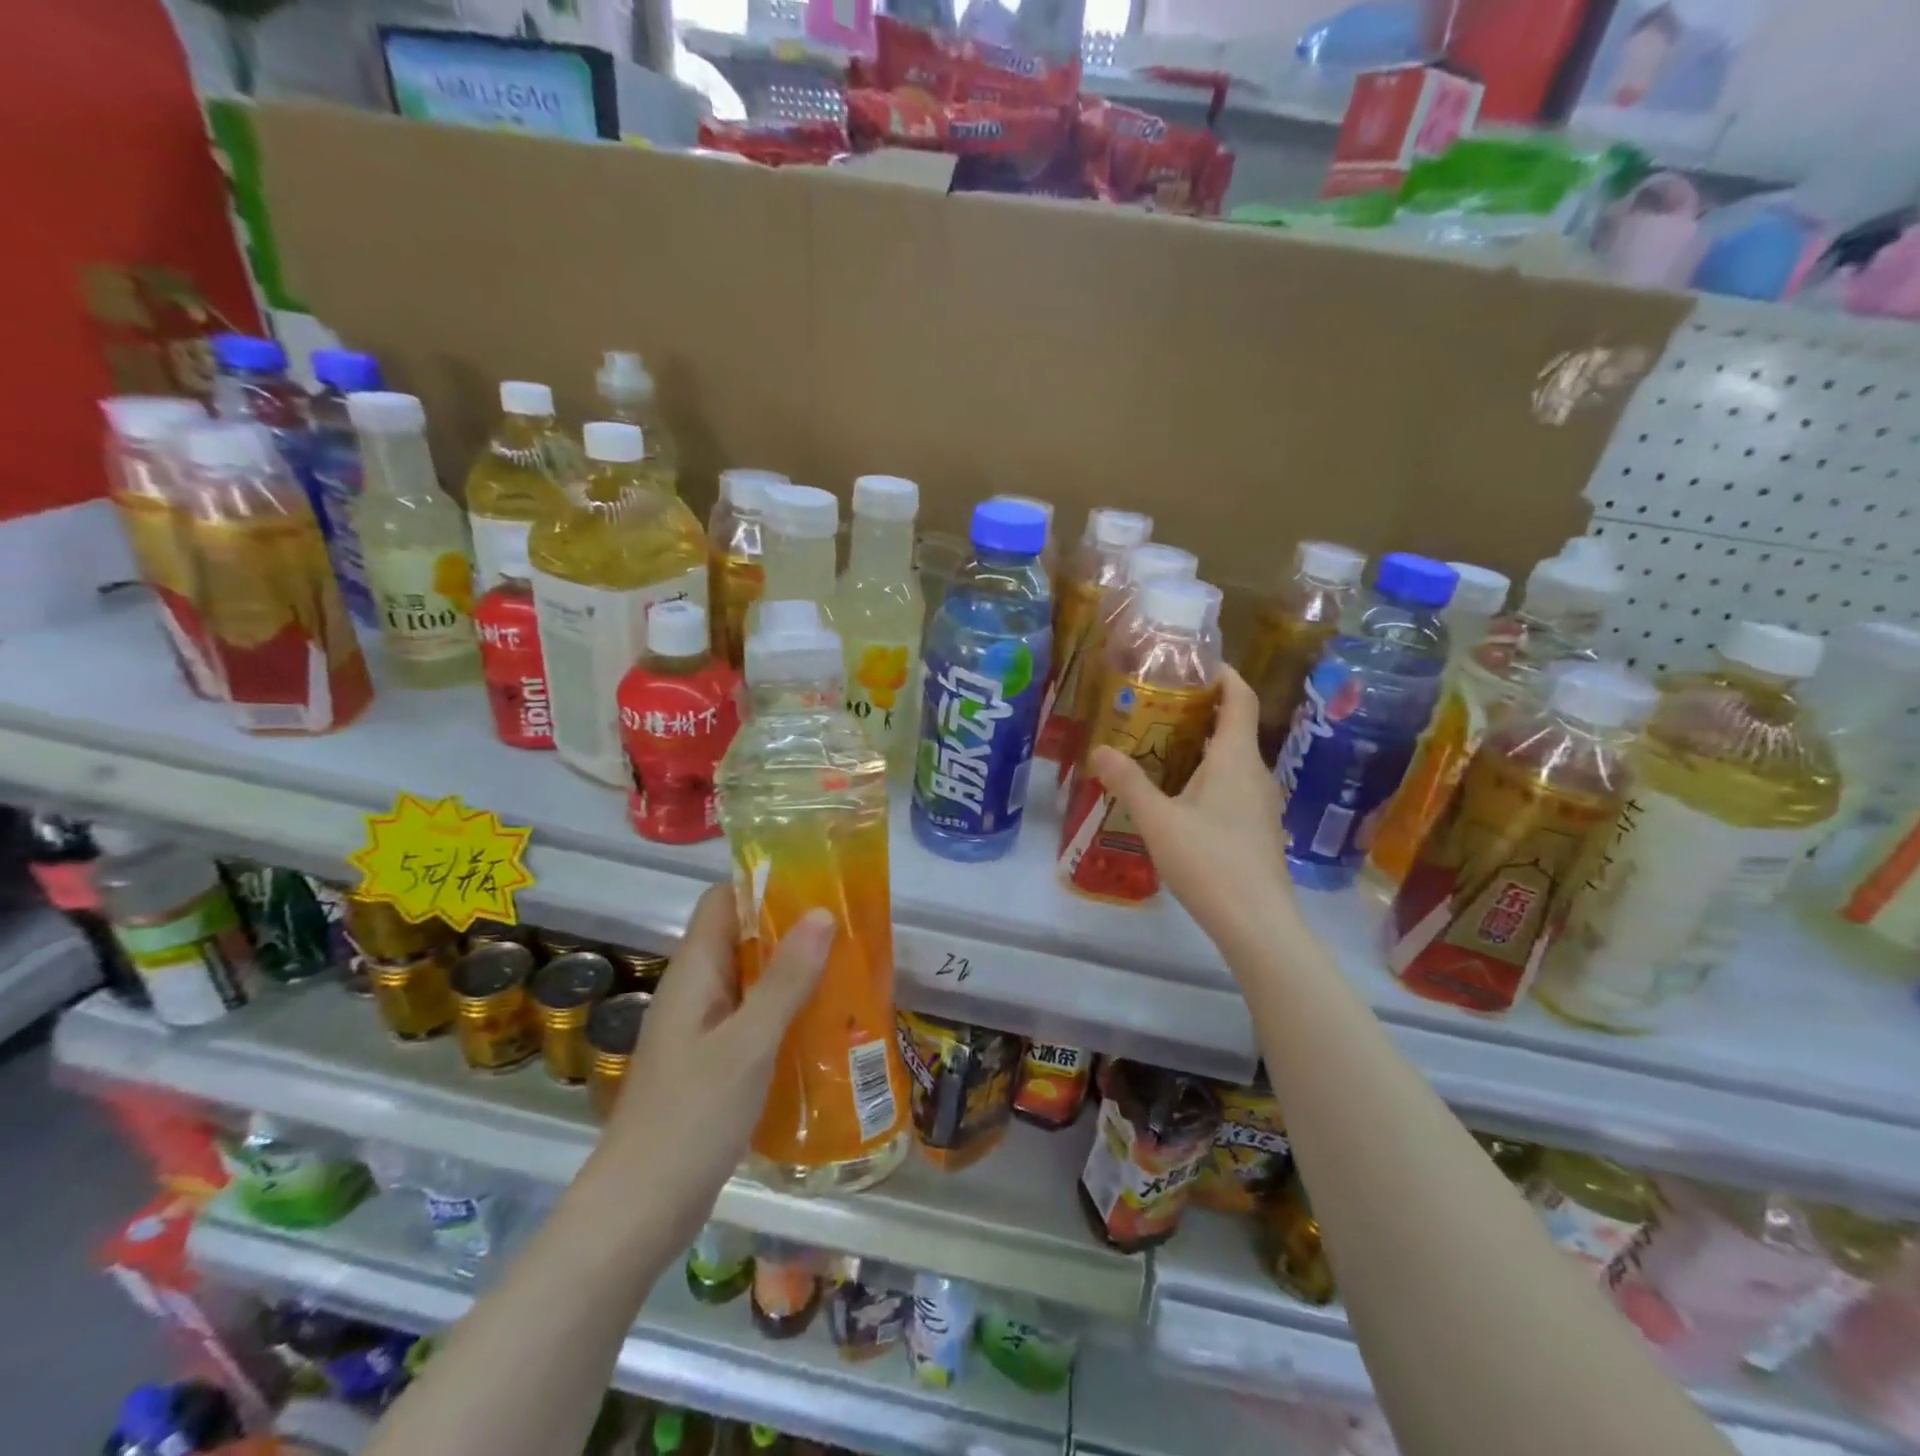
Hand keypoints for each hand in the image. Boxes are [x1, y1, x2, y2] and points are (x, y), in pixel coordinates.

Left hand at [586, 885, 831, 1249]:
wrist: (638, 1212)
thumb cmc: (690, 1117)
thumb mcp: (748, 1044)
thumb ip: (785, 979)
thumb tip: (822, 912)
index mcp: (694, 972)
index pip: (723, 900)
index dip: (763, 883)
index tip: (816, 881)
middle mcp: (695, 991)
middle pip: (741, 936)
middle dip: (791, 926)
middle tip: (848, 925)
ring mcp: (701, 1029)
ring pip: (751, 979)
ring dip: (793, 970)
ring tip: (848, 966)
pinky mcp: (711, 1063)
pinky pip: (752, 1018)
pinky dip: (785, 1011)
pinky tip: (823, 1023)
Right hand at [1091, 666, 1296, 952]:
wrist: (1257, 923)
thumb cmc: (1208, 861)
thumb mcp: (1157, 820)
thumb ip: (1128, 782)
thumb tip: (1100, 749)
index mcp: (1235, 758)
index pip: (1239, 697)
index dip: (1222, 674)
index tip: (1193, 663)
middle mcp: (1255, 772)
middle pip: (1234, 725)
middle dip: (1200, 709)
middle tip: (1157, 704)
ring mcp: (1261, 802)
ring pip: (1233, 758)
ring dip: (1202, 744)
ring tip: (1160, 745)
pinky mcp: (1258, 827)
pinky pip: (1234, 784)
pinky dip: (1209, 773)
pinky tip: (1179, 794)